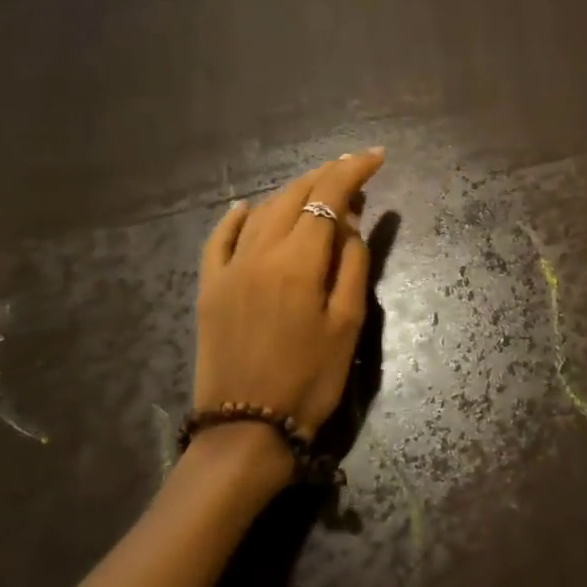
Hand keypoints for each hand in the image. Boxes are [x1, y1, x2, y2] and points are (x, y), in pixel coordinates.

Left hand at [194, 149, 385, 448]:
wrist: (246, 430)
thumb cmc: (311, 380)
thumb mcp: (348, 325)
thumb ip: (352, 265)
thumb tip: (349, 223)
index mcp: (298, 261)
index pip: (328, 196)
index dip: (353, 171)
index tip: (377, 157)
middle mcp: (259, 252)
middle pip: (293, 196)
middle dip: (325, 176)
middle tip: (353, 172)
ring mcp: (228, 268)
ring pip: (261, 211)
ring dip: (292, 193)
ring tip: (318, 190)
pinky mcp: (209, 287)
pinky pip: (219, 238)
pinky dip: (237, 216)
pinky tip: (247, 206)